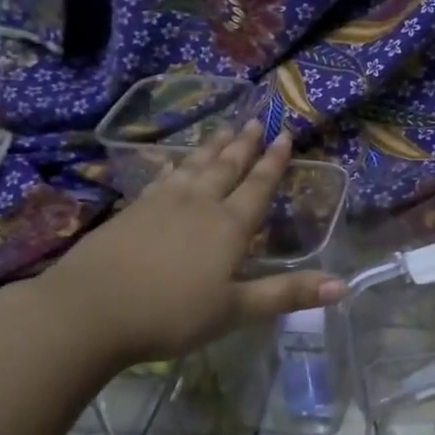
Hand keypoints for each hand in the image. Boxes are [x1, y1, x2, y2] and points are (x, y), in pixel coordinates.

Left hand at [34, 128, 345, 366]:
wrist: (90, 310)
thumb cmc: (171, 314)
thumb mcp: (235, 310)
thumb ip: (287, 294)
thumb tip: (344, 287)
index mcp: (229, 226)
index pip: (258, 186)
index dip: (274, 161)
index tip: (285, 133)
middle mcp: (199, 204)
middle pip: (227, 167)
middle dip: (245, 144)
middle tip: (257, 120)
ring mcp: (162, 203)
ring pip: (195, 166)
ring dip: (212, 147)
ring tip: (224, 129)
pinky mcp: (133, 209)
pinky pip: (164, 177)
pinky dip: (177, 165)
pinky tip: (176, 162)